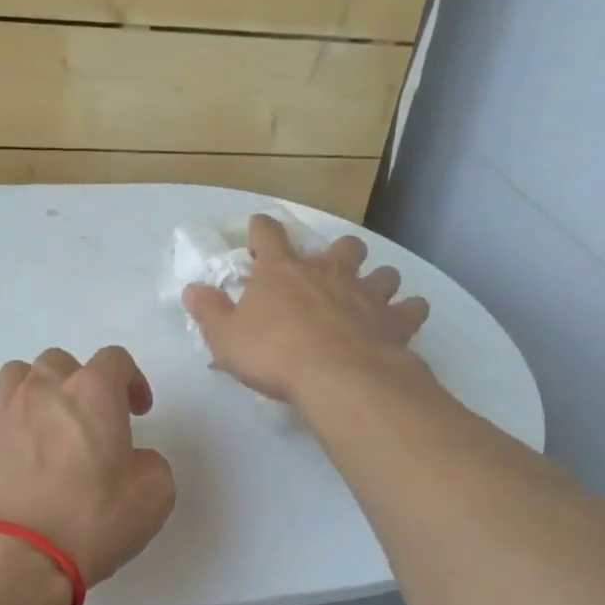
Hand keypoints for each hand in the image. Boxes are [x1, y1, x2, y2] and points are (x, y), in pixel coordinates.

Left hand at [0, 346, 175, 586]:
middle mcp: (45, 391)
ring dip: (41, 390)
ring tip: (53, 425)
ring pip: (20, 376)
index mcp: (92, 393)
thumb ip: (150, 462)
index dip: (132, 380)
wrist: (16, 556)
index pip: (114, 359)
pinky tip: (29, 461)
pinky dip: (19, 426)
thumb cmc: (91, 519)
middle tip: (94, 420)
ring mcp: (6, 414)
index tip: (138, 411)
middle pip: (61, 361)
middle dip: (82, 382)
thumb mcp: (153, 494)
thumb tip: (131, 459)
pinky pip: (2, 416)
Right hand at [182, 214, 430, 403]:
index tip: (258, 228)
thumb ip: (208, 311)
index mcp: (281, 271)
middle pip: (341, 245)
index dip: (261, 228)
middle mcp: (327, 272)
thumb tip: (192, 289)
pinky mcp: (395, 320)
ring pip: (382, 272)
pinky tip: (403, 321)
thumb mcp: (225, 338)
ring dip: (377, 280)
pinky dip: (408, 312)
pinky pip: (412, 308)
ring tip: (371, 294)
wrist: (336, 376)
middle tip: (329, 270)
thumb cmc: (273, 354)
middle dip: (337, 252)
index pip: (268, 234)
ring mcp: (366, 292)